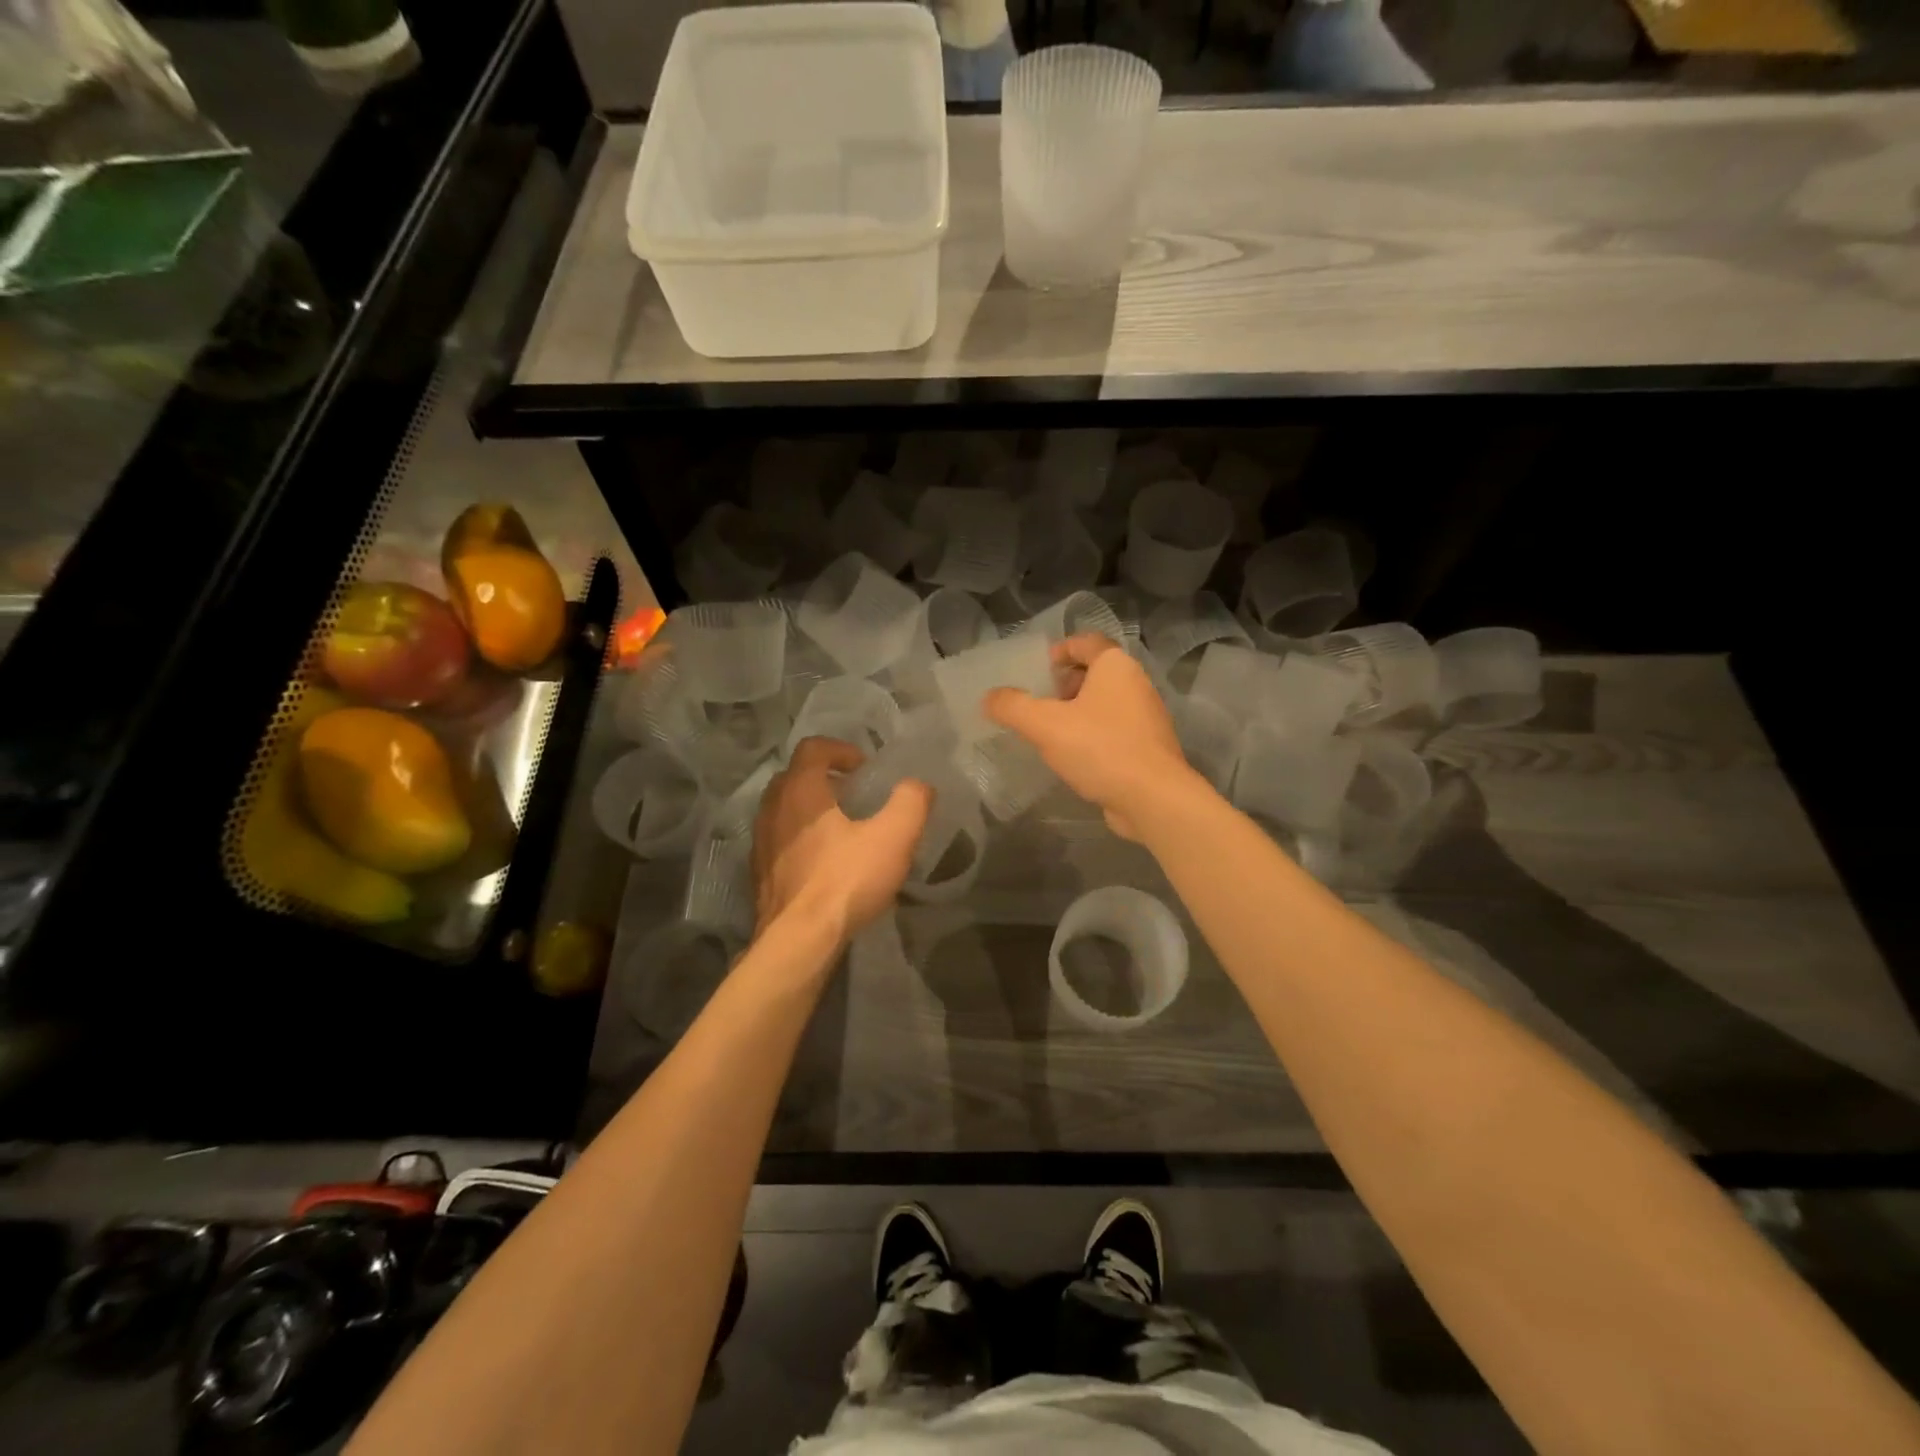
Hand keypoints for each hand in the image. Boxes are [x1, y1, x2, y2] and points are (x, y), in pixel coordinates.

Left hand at [752, 737, 931, 942]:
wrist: (800, 940)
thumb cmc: (846, 880)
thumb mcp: (894, 837)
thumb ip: (911, 802)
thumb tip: (918, 785)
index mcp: (800, 791)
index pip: (813, 748)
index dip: (841, 749)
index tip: (865, 768)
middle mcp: (773, 809)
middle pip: (794, 776)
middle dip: (824, 777)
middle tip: (854, 794)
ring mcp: (761, 842)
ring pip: (783, 809)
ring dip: (810, 809)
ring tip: (841, 828)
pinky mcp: (760, 873)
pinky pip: (779, 840)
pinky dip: (799, 838)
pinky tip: (824, 862)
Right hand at [985, 634, 1200, 840]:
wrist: (1153, 799)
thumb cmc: (1100, 748)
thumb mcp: (1045, 725)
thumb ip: (1012, 707)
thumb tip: (989, 697)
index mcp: (1116, 666)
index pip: (1086, 642)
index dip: (1059, 651)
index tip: (1037, 671)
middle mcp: (1136, 684)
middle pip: (1095, 672)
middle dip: (1064, 684)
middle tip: (1039, 703)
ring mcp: (1146, 717)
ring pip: (1104, 703)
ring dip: (1077, 712)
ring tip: (1050, 733)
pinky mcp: (1148, 747)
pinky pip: (1114, 730)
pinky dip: (1092, 735)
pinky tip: (1073, 758)